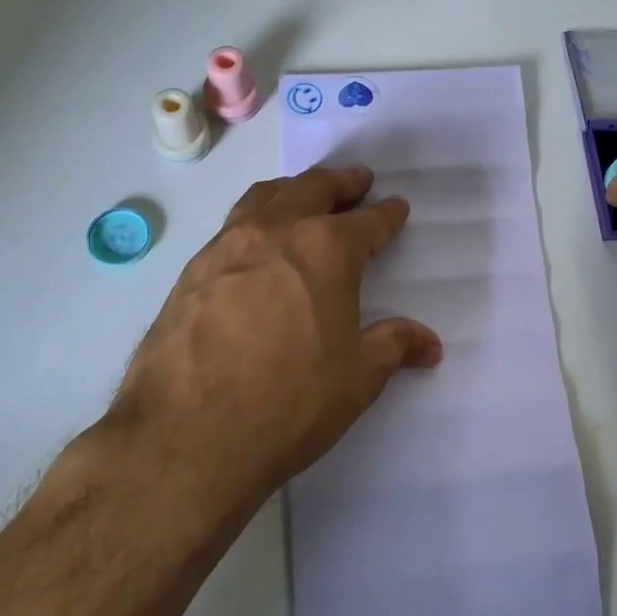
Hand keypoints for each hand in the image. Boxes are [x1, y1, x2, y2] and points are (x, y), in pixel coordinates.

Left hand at [106, 166, 441, 513]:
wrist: (186, 434)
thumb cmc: (288, 402)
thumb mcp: (356, 379)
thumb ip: (393, 347)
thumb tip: (430, 343)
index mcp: (327, 250)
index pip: (368, 221)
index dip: (387, 214)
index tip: (396, 208)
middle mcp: (277, 231)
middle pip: (314, 188)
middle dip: (341, 182)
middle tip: (357, 180)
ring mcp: (228, 245)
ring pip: (267, 196)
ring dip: (294, 189)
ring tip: (305, 194)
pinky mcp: (192, 269)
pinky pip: (232, 224)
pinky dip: (255, 216)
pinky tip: (256, 242)